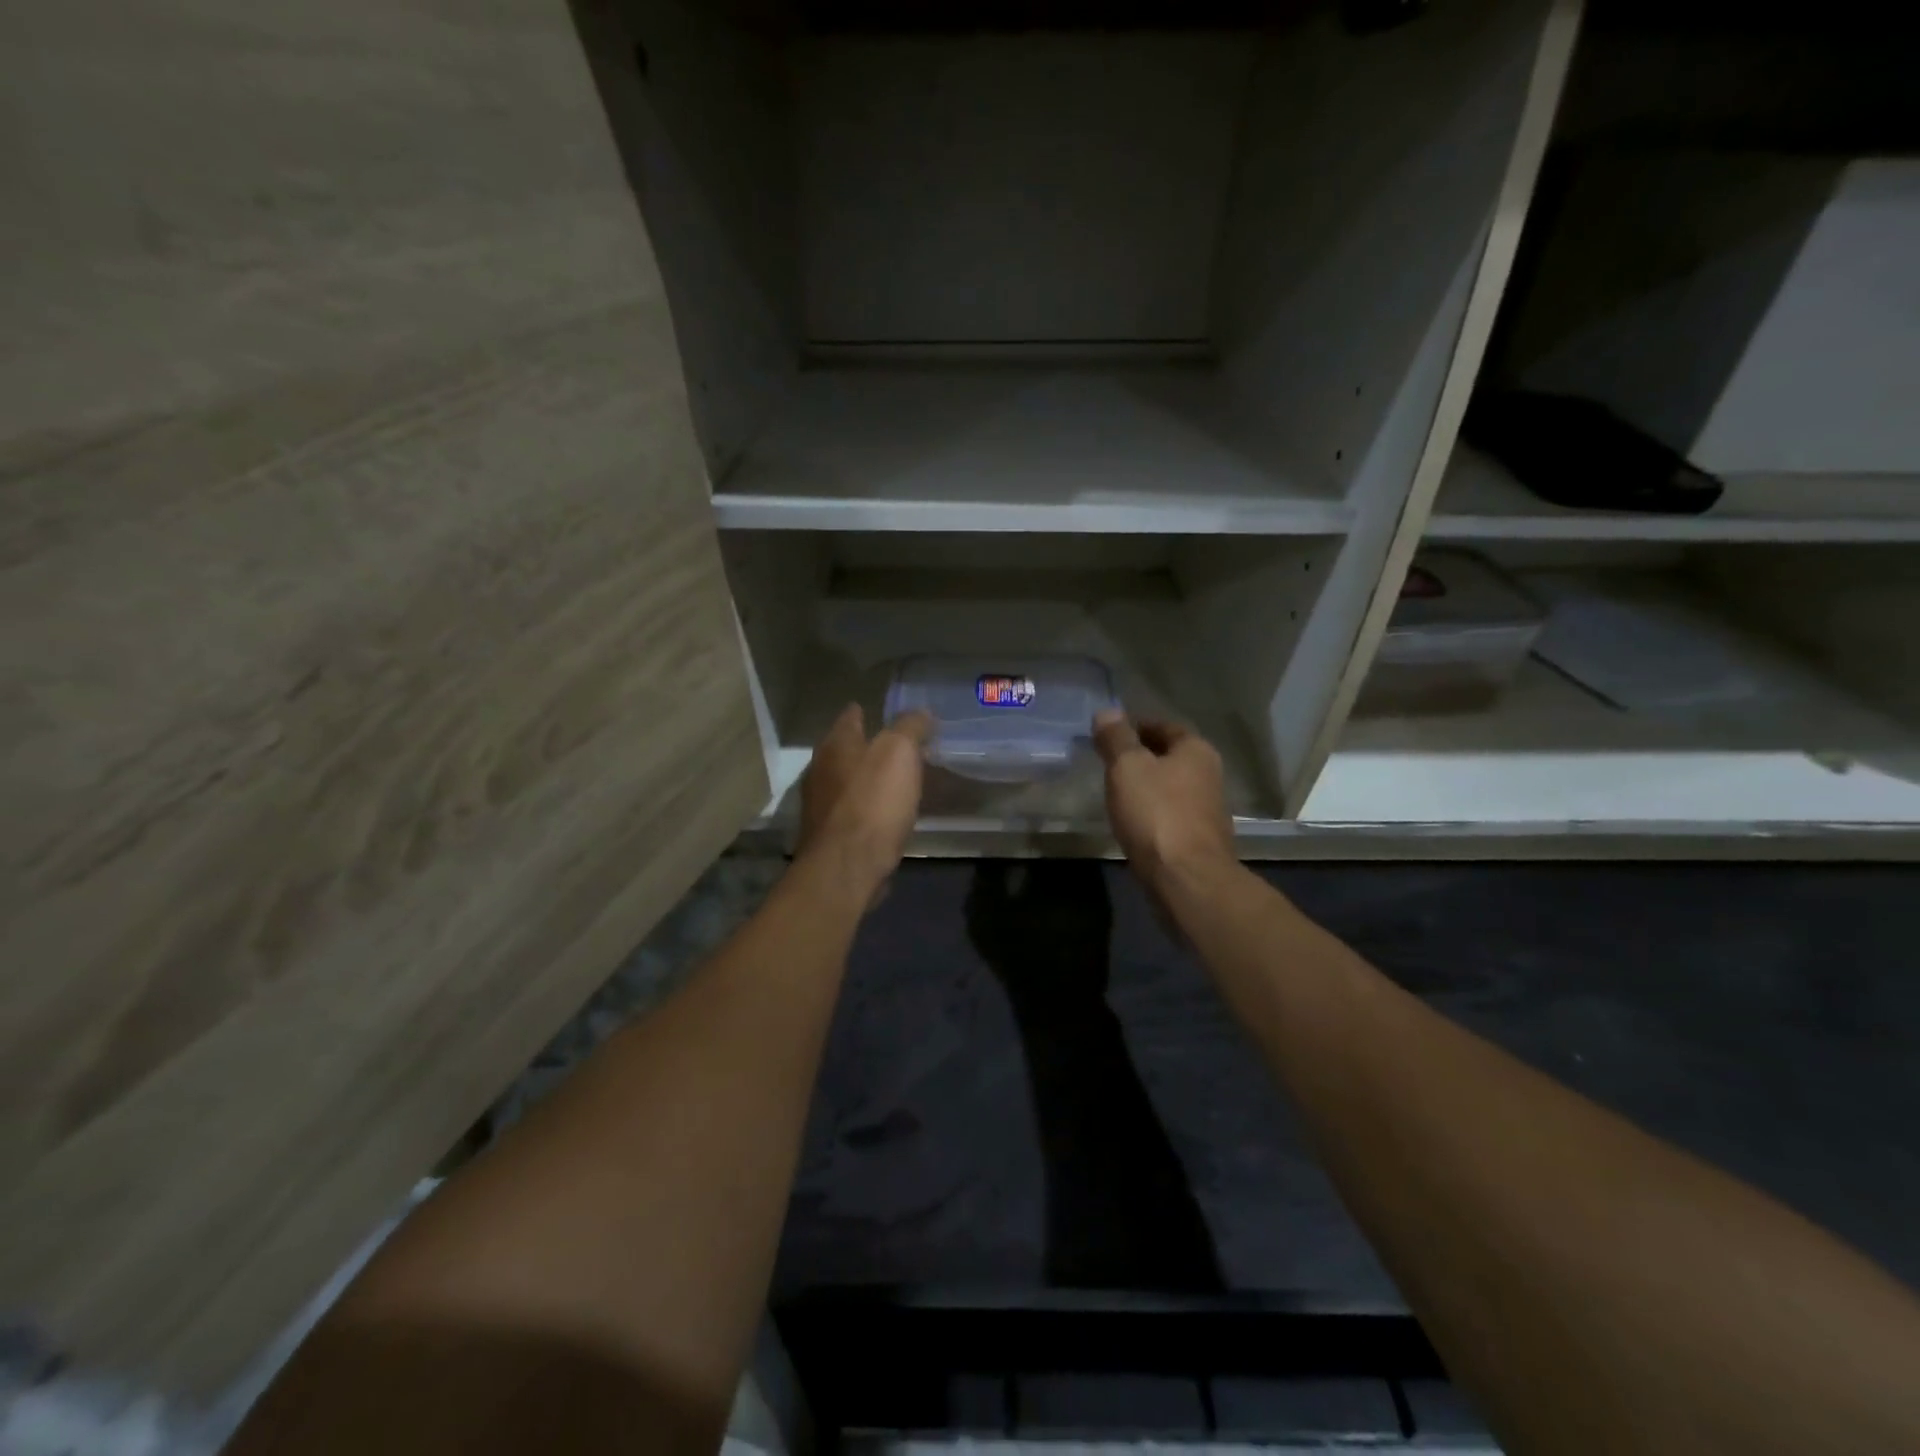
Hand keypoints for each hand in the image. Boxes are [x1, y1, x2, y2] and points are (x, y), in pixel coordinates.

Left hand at [797, 704, 931, 901]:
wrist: (847, 868)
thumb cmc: (873, 802)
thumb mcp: (900, 752)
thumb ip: (910, 727)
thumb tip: (922, 713)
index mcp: (835, 745)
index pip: (850, 716)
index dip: (867, 711)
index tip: (883, 710)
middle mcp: (821, 770)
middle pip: (847, 750)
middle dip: (869, 747)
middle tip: (900, 747)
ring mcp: (822, 806)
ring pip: (849, 782)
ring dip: (869, 780)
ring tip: (898, 781)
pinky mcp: (830, 836)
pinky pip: (854, 812)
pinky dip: (869, 808)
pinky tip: (887, 815)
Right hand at [1092, 711, 1236, 892]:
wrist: (1186, 879)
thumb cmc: (1156, 813)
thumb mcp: (1127, 767)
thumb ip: (1116, 738)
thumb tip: (1108, 711)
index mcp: (1196, 750)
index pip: (1163, 726)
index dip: (1135, 727)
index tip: (1108, 735)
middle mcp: (1209, 775)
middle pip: (1169, 757)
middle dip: (1140, 757)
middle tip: (1107, 763)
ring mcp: (1207, 810)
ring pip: (1170, 787)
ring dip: (1146, 787)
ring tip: (1115, 793)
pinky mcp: (1199, 840)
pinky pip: (1170, 815)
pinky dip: (1152, 813)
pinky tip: (1132, 822)